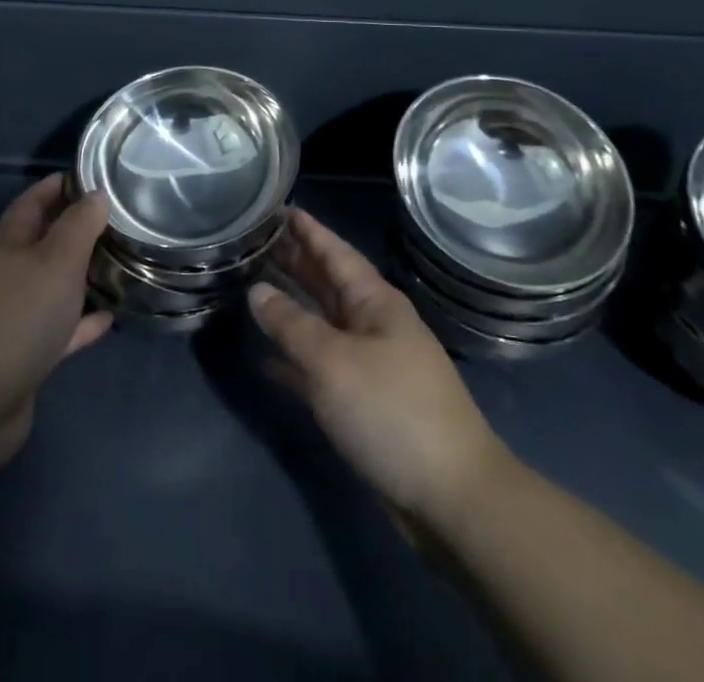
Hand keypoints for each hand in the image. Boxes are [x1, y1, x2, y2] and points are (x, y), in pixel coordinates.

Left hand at [0, 174, 112, 475]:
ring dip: (81, 276)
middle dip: (76, 229)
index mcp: (7, 244)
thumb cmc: (14, 320)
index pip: (34, 201)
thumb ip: (78, 226)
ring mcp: (10, 318)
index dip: (60, 184)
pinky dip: (81, 322)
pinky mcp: (20, 357)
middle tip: (120, 221)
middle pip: (43, 242)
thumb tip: (95, 194)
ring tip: (120, 265)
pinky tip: (109, 319)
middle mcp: (5, 275)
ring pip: (51, 286)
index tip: (96, 175)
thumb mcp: (55, 262)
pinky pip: (57, 330)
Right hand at [249, 209, 514, 523]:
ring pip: (321, 324)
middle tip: (254, 241)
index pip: (335, 252)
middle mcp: (373, 324)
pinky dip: (295, 360)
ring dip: (290, 308)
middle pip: (326, 284)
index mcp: (375, 302)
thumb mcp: (333, 362)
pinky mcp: (363, 403)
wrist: (452, 497)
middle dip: (293, 262)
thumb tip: (257, 291)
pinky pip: (321, 367)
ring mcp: (369, 364)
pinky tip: (265, 359)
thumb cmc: (392, 412)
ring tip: (251, 286)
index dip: (307, 229)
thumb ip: (291, 325)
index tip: (277, 206)